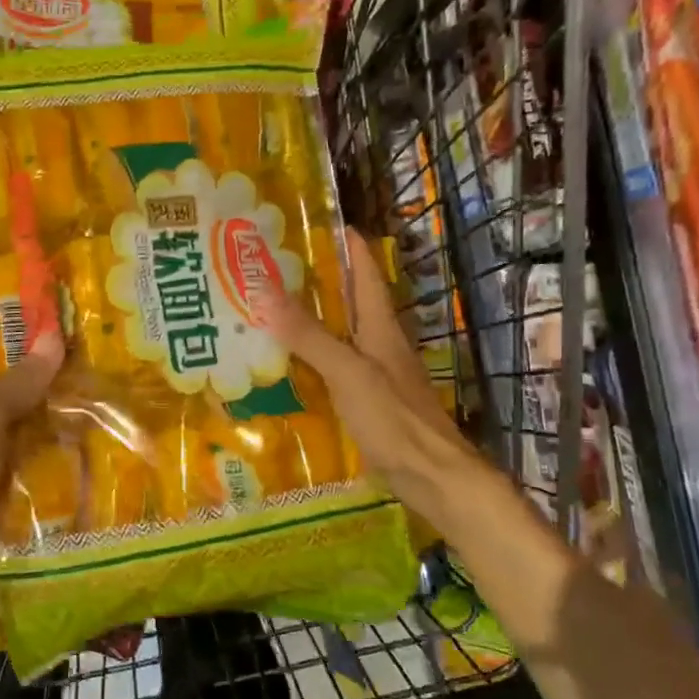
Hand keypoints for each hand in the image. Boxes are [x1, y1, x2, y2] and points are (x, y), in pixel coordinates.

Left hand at [0, 311, 62, 614]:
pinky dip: (54, 424)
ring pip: (21, 397)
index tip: (39, 283)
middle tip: (86, 322)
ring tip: (99, 361)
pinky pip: (30, 435)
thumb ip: (17, 381)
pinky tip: (90, 415)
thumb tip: (53, 336)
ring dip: (52, 384)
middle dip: (38, 342)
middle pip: (1, 358)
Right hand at [263, 229, 478, 528]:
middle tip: (270, 268)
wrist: (433, 476)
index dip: (345, 243)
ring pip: (339, 334)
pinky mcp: (367, 400)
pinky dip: (310, 358)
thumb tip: (265, 291)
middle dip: (315, 281)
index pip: (364, 269)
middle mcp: (379, 342)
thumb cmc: (395, 419)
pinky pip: (334, 367)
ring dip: (310, 320)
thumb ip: (309, 336)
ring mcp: (375, 372)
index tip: (312, 222)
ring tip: (266, 311)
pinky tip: (285, 366)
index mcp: (380, 326)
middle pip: (348, 300)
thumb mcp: (348, 372)